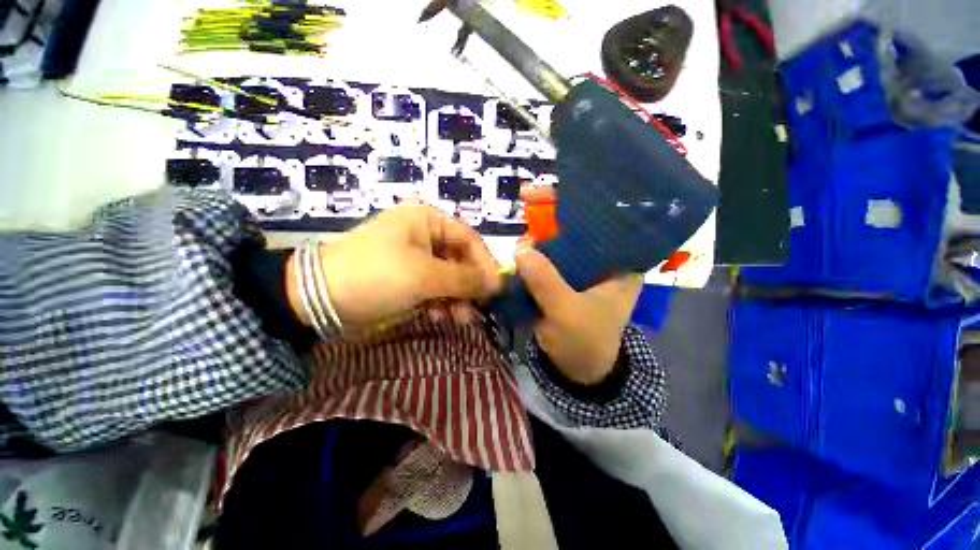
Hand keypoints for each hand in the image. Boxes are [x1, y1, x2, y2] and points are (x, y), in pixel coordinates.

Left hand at [288, 205, 500, 334]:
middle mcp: (424, 236)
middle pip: (460, 260)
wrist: (319, 299)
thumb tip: (497, 283)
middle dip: (470, 286)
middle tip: (479, 309)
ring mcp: (416, 260)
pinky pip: (435, 290)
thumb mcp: (425, 275)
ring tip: (462, 319)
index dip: (485, 263)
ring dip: (458, 299)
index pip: (469, 238)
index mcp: (427, 221)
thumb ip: (465, 279)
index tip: (496, 288)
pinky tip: (442, 317)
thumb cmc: (377, 275)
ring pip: (449, 278)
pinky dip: (442, 304)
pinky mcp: (408, 280)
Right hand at [516, 187, 642, 384]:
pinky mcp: (560, 278)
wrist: (578, 369)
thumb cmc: (585, 342)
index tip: (549, 194)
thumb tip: (521, 251)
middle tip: (526, 225)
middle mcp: (600, 260)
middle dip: (548, 222)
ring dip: (535, 243)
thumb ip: (547, 283)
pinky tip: (517, 260)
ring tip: (518, 251)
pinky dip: (529, 258)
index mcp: (619, 263)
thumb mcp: (569, 314)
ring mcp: (578, 268)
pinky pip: (543, 260)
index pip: (603, 219)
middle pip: (575, 227)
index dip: (577, 203)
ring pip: (555, 243)